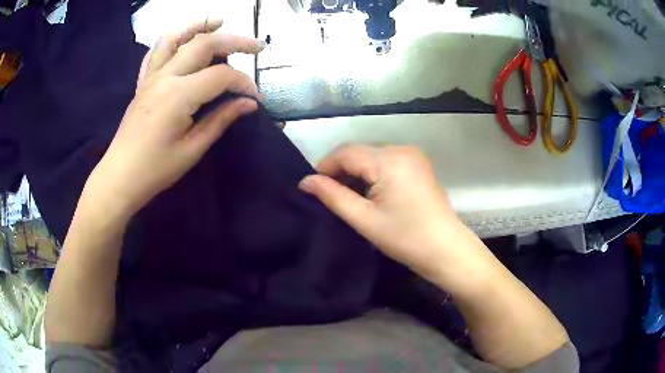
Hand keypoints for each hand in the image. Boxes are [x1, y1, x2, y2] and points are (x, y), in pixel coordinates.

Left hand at [85, 20, 264, 219]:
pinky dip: (172, 39)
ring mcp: (151, 77)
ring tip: (217, 21)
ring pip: (175, 37)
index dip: (243, 83)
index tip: (255, 97)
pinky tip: (184, 39)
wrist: (120, 177)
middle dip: (235, 41)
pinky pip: (155, 52)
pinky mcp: (143, 83)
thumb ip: (221, 120)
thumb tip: (248, 104)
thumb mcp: (192, 149)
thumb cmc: (156, 169)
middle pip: (204, 44)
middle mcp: (165, 77)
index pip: (221, 76)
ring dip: (198, 25)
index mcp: (178, 96)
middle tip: (257, 46)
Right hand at [299, 144, 466, 276]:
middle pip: (359, 151)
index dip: (324, 167)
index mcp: (389, 160)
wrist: (446, 250)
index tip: (311, 187)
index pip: (346, 152)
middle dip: (339, 169)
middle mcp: (402, 149)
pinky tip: (367, 190)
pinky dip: (371, 172)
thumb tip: (305, 182)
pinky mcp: (418, 164)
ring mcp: (413, 155)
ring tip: (345, 195)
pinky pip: (385, 160)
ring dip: (355, 171)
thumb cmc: (405, 238)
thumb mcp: (364, 219)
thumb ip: (333, 196)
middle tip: (327, 194)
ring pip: (371, 155)